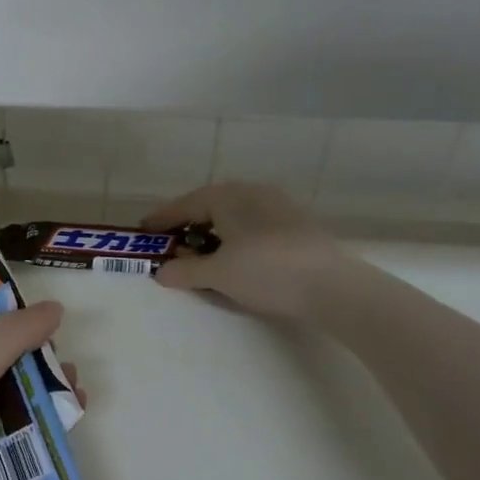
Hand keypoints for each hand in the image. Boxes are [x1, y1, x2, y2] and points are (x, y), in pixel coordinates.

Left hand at [0, 302, 65, 479]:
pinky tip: (76, 408)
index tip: (45, 316)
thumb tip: (55, 308)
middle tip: (57, 355)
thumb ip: (10, 337)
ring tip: (71, 384)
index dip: (12, 319)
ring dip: (53, 383)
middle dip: (39, 354)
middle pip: (11, 359)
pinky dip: (58, 414)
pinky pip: (39, 424)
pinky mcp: (8, 454)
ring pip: (29, 391)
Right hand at [143, 183, 356, 321]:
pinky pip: (253, 225)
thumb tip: (161, 272)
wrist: (335, 287)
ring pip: (234, 215)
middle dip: (188, 225)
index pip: (184, 205)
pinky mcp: (297, 224)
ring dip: (213, 233)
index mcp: (228, 197)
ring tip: (202, 254)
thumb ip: (184, 271)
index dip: (161, 220)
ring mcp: (278, 205)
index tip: (143, 231)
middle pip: (209, 206)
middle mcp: (252, 192)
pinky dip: (235, 238)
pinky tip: (236, 258)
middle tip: (171, 244)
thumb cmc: (266, 271)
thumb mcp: (217, 274)